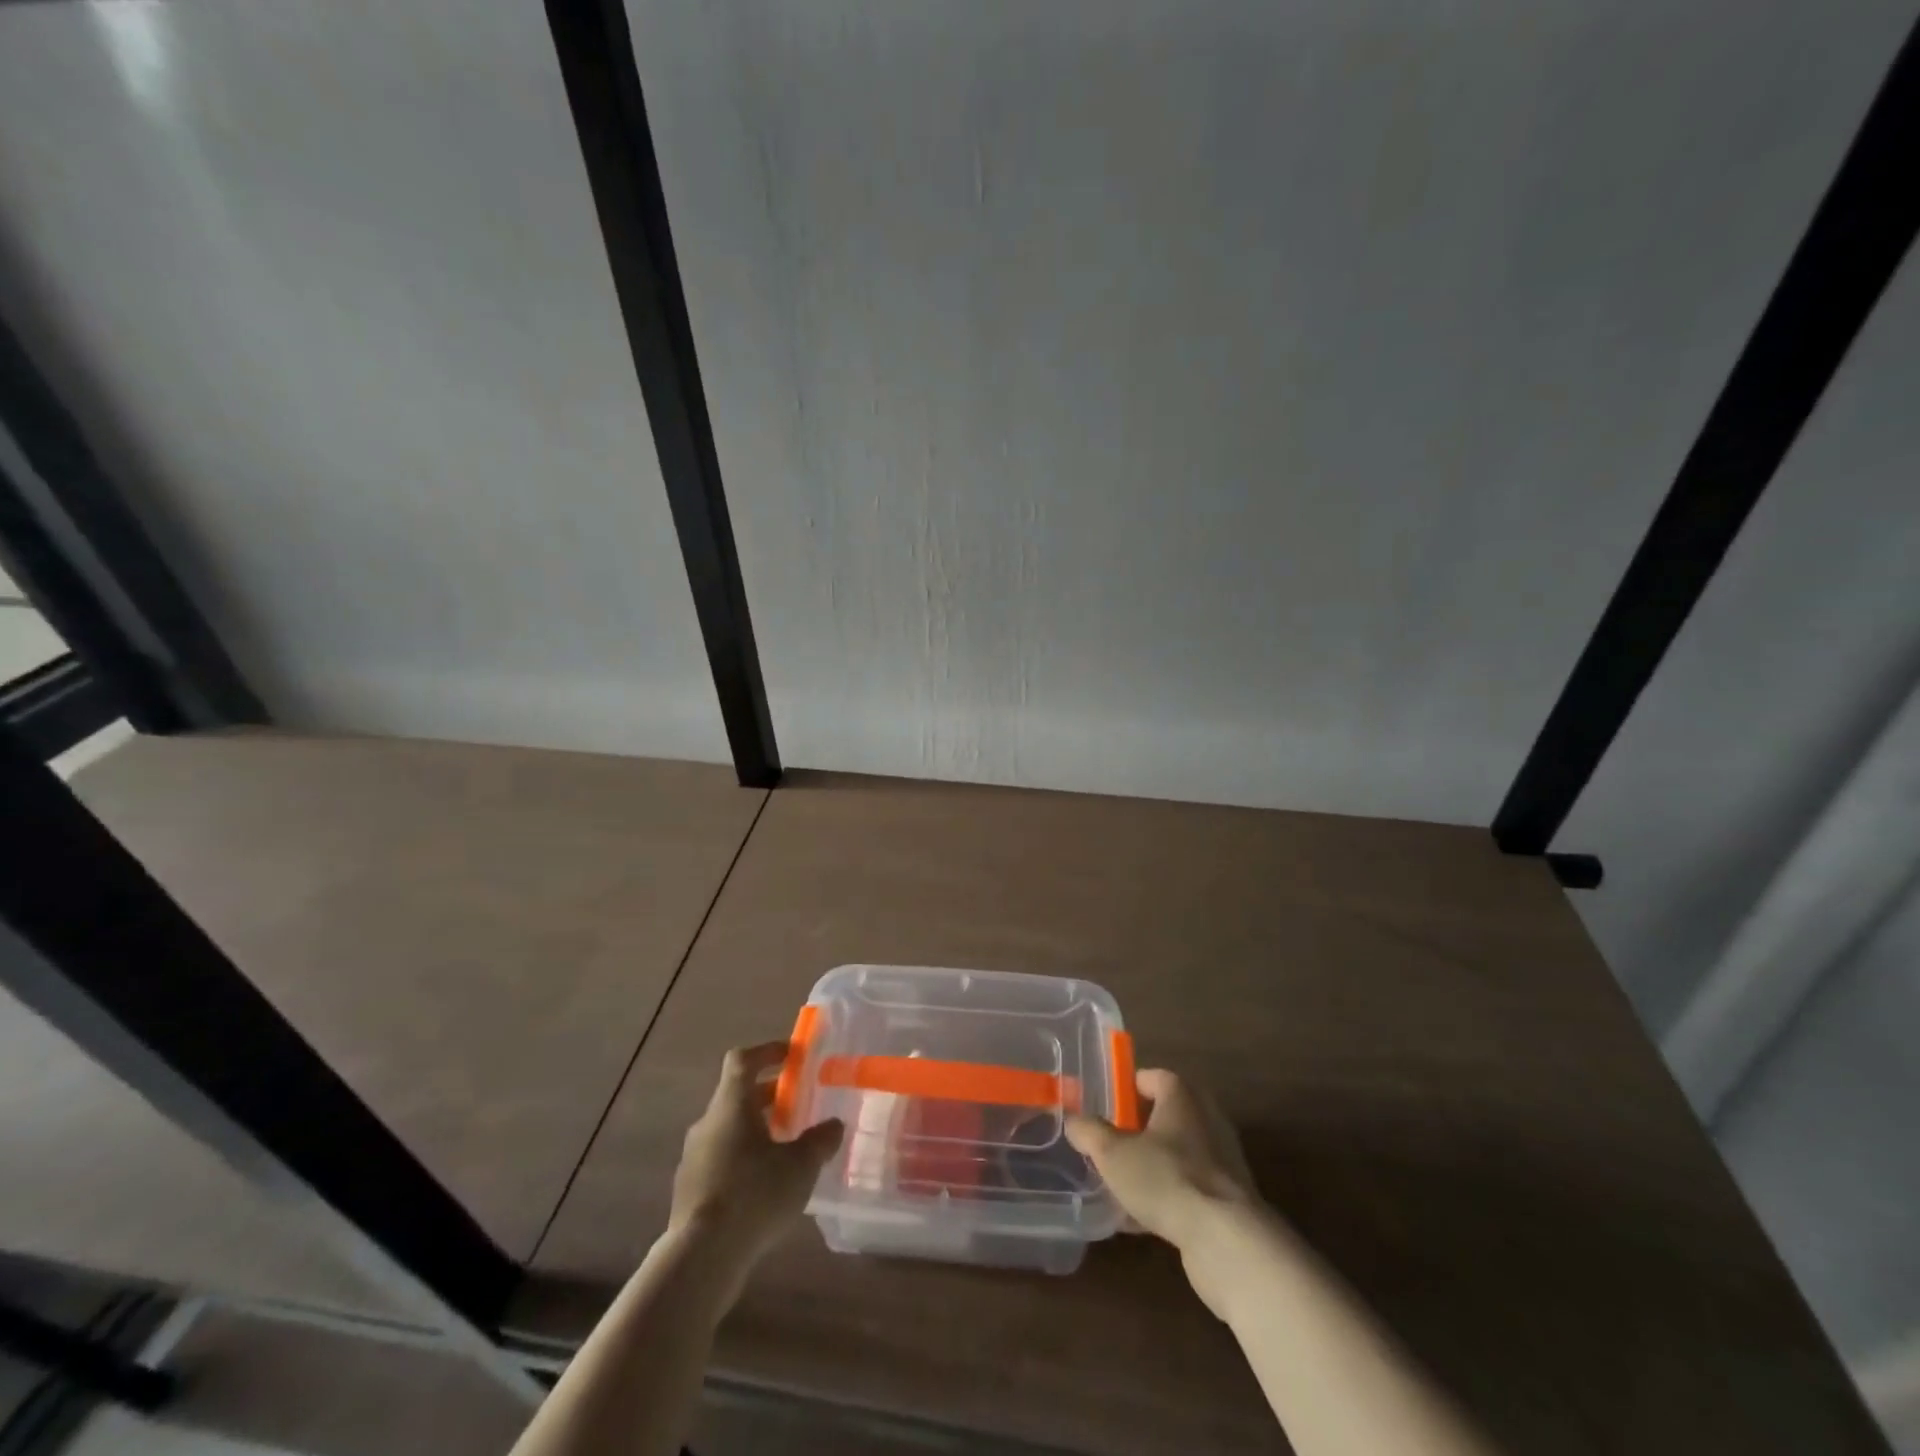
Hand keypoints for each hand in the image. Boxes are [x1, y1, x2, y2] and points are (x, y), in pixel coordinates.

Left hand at [669, 1042, 843, 1272]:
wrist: (700, 1258)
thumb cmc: (754, 1195)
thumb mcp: (800, 1166)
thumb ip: (820, 1140)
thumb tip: (834, 1125)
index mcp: (731, 1105)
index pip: (742, 1060)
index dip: (767, 1051)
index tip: (791, 1055)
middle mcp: (708, 1123)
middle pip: (736, 1095)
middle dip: (768, 1095)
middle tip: (797, 1104)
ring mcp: (693, 1158)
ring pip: (728, 1129)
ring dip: (755, 1129)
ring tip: (785, 1148)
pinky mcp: (689, 1190)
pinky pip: (719, 1159)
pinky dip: (742, 1159)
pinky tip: (764, 1185)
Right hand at [1067, 1069, 1263, 1309]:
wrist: (1227, 1240)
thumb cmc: (1166, 1178)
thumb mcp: (1113, 1153)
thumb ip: (1089, 1132)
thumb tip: (1074, 1121)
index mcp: (1182, 1096)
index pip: (1153, 1077)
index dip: (1127, 1087)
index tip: (1105, 1105)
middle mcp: (1207, 1119)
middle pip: (1166, 1115)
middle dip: (1136, 1129)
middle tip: (1109, 1143)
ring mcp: (1222, 1160)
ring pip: (1176, 1154)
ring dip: (1150, 1165)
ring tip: (1119, 1184)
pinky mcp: (1228, 1198)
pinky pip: (1188, 1187)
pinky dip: (1165, 1196)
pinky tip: (1138, 1221)